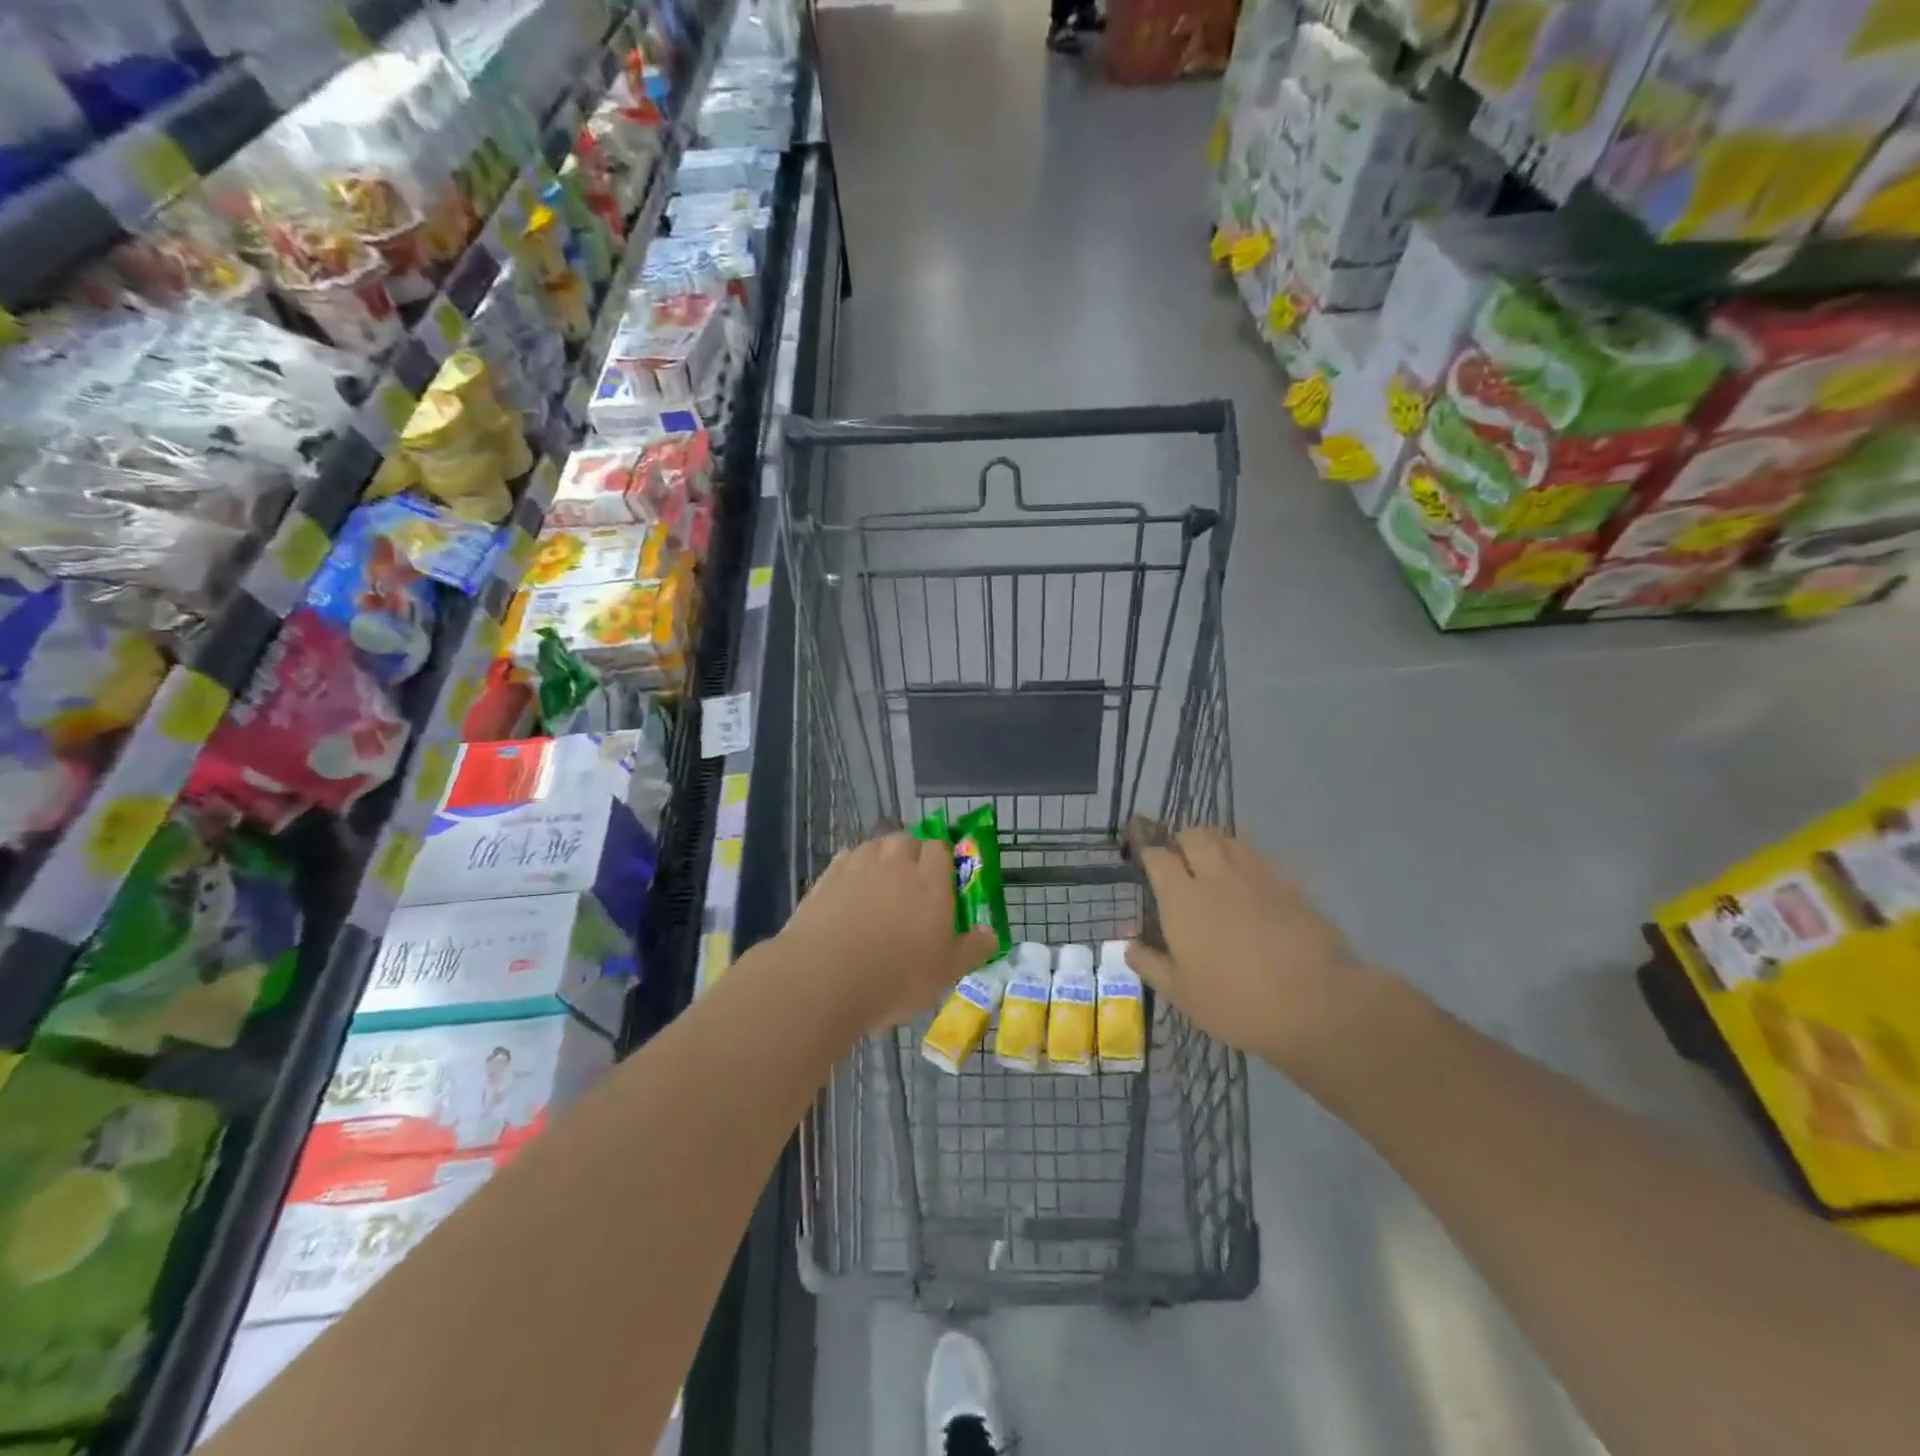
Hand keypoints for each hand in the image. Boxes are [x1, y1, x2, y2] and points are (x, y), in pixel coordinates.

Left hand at [779, 832, 999, 1031]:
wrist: (824, 977)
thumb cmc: (895, 977)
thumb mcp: (945, 973)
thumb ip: (972, 949)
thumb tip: (991, 933)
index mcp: (930, 881)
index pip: (940, 848)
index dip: (942, 859)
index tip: (942, 881)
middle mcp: (896, 863)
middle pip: (907, 840)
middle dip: (911, 854)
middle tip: (911, 885)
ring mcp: (858, 866)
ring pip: (875, 845)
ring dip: (882, 857)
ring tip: (880, 885)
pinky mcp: (827, 877)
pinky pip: (847, 859)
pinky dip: (853, 868)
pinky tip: (851, 891)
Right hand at [1127, 829, 1389, 1073]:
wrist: (1316, 1004)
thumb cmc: (1236, 1002)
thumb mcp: (1181, 994)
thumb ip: (1151, 965)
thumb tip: (1129, 946)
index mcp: (1182, 898)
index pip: (1157, 856)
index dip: (1147, 853)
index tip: (1144, 861)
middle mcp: (1216, 876)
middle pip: (1195, 835)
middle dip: (1183, 841)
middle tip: (1180, 861)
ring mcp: (1257, 876)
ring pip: (1230, 840)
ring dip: (1216, 846)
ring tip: (1214, 865)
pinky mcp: (1290, 885)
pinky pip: (1262, 860)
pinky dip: (1249, 864)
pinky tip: (1252, 886)